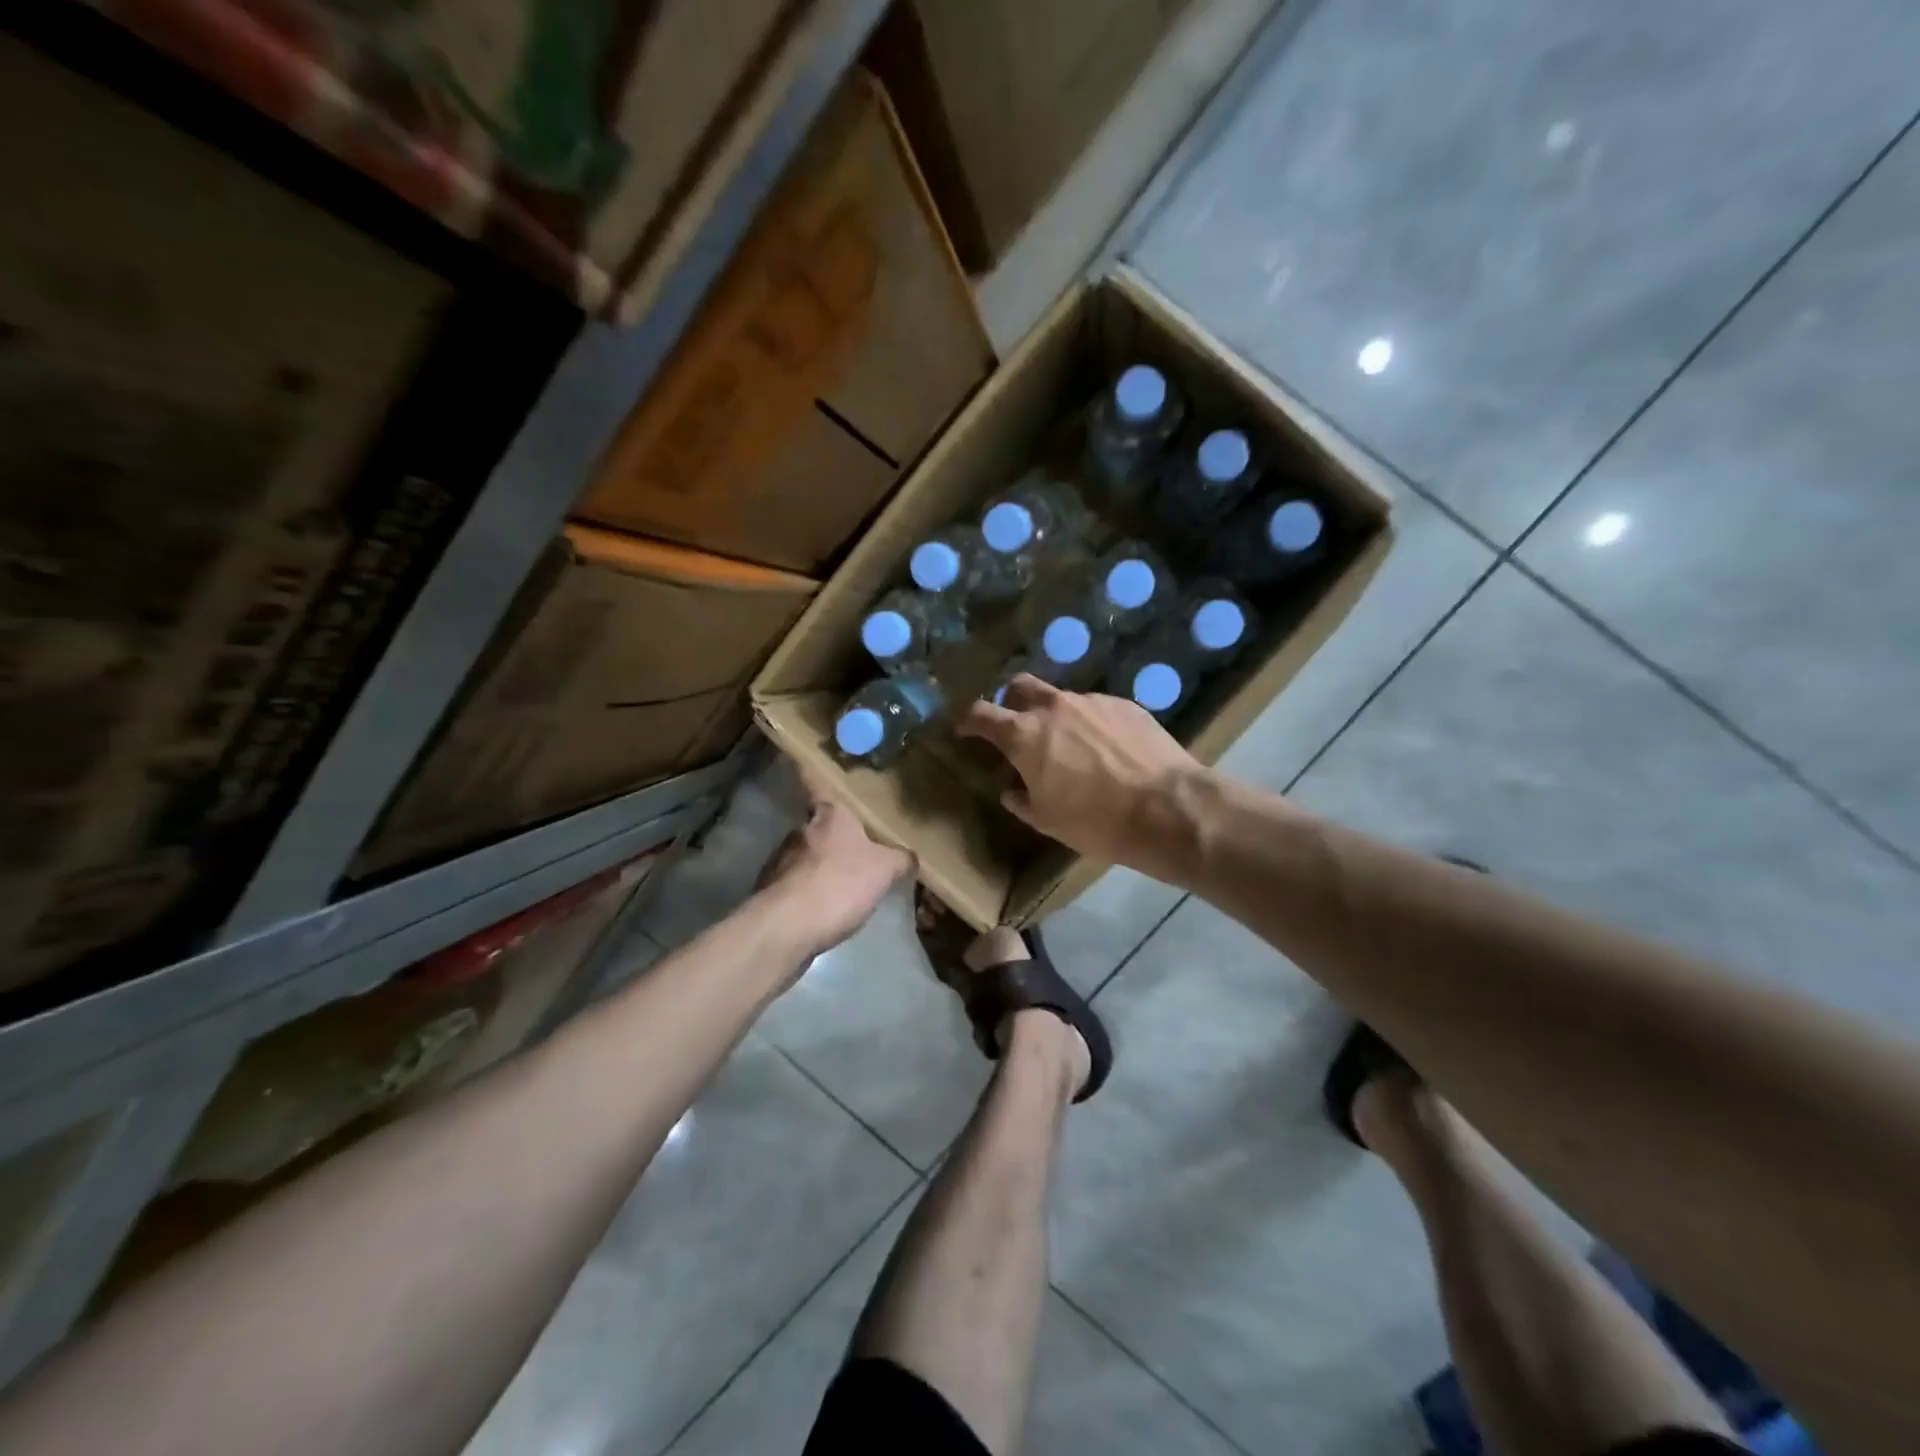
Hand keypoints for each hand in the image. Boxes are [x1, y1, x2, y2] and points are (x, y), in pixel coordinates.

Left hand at [755, 780, 912, 962]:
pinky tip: (823, 910)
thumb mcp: (885, 869)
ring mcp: (780, 861)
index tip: (809, 768)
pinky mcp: (770, 892)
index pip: (817, 784)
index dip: (813, 775)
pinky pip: (795, 886)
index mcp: (829, 814)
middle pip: (816, 825)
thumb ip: (899, 859)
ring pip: (804, 856)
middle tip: (854, 848)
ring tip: (841, 884)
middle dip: (831, 835)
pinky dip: (808, 893)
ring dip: (819, 866)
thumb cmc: (840, 883)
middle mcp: (800, 830)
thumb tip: (910, 856)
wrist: (787, 926)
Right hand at [957, 675, 1207, 879]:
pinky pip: (1096, 708)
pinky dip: (1090, 723)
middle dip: (1010, 701)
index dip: (968, 720)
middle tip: (1016, 726)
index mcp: (1025, 735)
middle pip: (1019, 686)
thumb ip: (1022, 800)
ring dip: (1055, 716)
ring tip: (1070, 746)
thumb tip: (1012, 790)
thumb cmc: (1096, 821)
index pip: (981, 714)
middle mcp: (1054, 707)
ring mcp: (1092, 701)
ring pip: (1061, 698)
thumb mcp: (1047, 820)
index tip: (965, 729)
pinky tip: (1106, 749)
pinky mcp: (1125, 705)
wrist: (1166, 808)